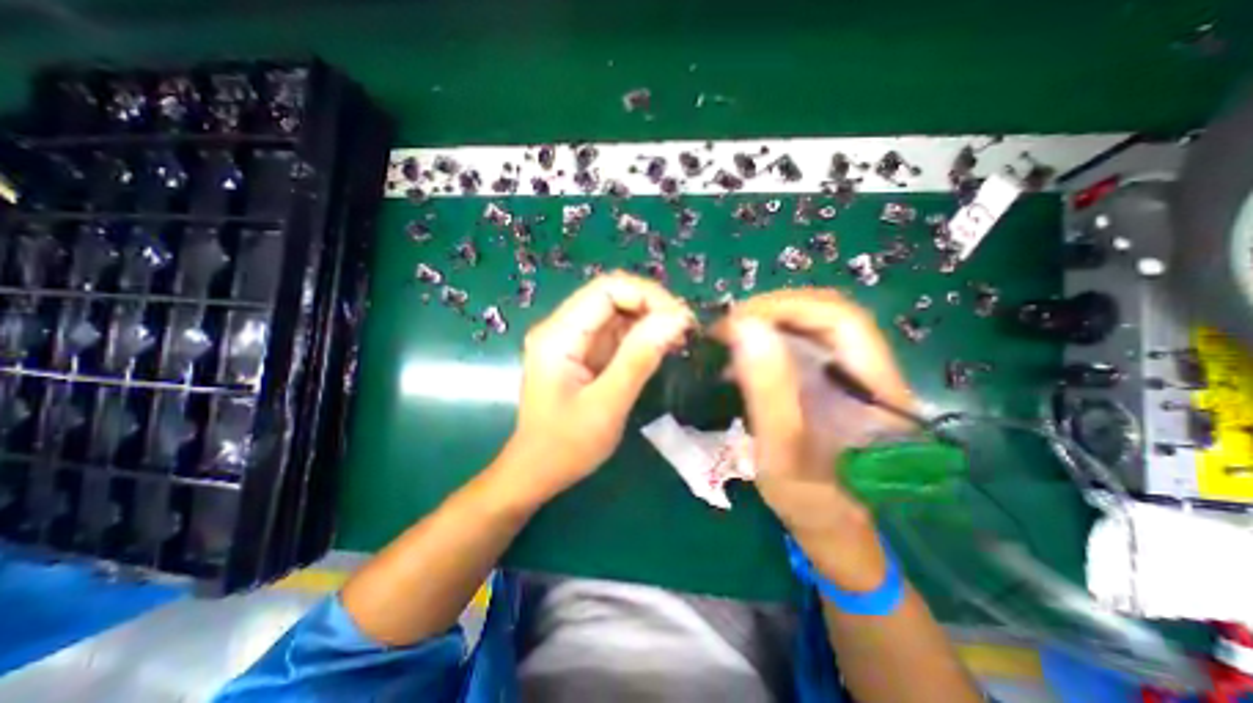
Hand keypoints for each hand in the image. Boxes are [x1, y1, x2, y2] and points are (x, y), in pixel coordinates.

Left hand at [504, 272, 694, 503]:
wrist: (537, 471)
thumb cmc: (566, 446)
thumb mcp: (607, 405)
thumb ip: (639, 359)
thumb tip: (676, 318)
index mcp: (559, 335)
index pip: (606, 289)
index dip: (647, 295)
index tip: (679, 319)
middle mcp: (562, 328)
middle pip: (612, 295)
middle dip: (652, 306)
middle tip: (684, 329)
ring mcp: (572, 339)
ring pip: (617, 312)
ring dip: (650, 319)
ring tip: (679, 338)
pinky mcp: (583, 353)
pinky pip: (616, 332)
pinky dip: (641, 335)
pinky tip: (662, 347)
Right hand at [719, 289, 916, 589]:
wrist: (831, 525)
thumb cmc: (809, 499)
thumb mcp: (782, 451)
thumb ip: (769, 391)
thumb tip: (745, 328)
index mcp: (874, 388)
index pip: (841, 318)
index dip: (789, 307)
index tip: (740, 321)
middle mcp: (868, 371)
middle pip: (825, 314)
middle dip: (772, 311)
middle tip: (728, 327)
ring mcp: (848, 374)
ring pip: (810, 326)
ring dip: (767, 324)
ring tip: (729, 338)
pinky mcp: (830, 381)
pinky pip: (799, 345)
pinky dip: (767, 340)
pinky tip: (742, 357)